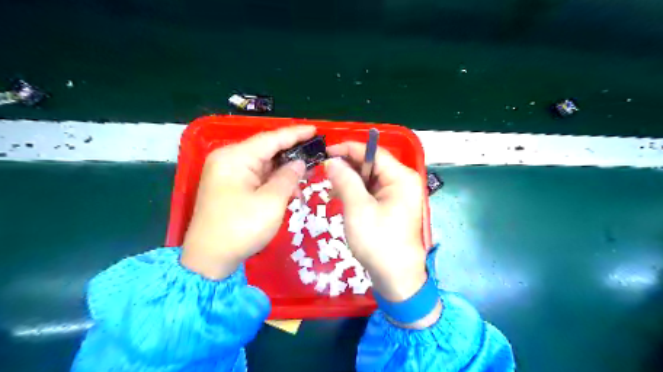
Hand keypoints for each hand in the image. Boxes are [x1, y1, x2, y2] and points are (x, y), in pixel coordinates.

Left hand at [180, 127, 314, 279]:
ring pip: (264, 165)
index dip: (295, 134)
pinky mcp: (231, 188)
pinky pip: (258, 178)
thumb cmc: (241, 228)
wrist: (210, 260)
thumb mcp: (271, 202)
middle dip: (292, 153)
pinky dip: (275, 182)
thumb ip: (288, 177)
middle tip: (317, 154)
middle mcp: (229, 160)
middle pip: (267, 150)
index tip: (316, 130)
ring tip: (309, 173)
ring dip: (285, 171)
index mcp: (235, 158)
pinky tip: (291, 189)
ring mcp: (229, 175)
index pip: (270, 139)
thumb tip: (299, 162)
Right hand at [326, 142, 427, 302]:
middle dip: (347, 167)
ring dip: (349, 181)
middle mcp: (402, 181)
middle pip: (371, 164)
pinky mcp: (391, 206)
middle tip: (324, 173)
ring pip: (369, 178)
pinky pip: (371, 192)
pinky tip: (341, 199)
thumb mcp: (358, 208)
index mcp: (401, 177)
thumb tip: (331, 161)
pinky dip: (356, 193)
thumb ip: (345, 180)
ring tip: (331, 190)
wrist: (396, 277)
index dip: (348, 149)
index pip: (373, 152)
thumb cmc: (378, 242)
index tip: (326, 152)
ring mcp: (398, 194)